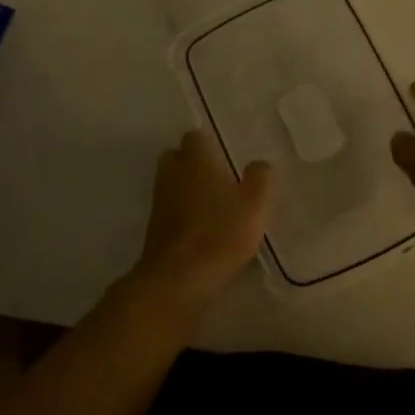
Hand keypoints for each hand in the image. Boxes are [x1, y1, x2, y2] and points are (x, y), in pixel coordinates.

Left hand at [132, 129, 275, 304]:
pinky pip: (170, 208)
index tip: (226, 156)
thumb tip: (259, 164)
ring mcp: (160, 200)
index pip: (196, 136)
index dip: (210, 144)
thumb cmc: (220, 233)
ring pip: (172, 182)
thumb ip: (260, 178)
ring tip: (214, 203)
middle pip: (177, 156)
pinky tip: (202, 226)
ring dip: (187, 188)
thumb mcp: (255, 205)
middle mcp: (173, 173)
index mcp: (196, 160)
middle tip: (219, 177)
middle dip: (194, 162)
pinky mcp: (154, 226)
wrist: (179, 278)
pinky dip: (182, 211)